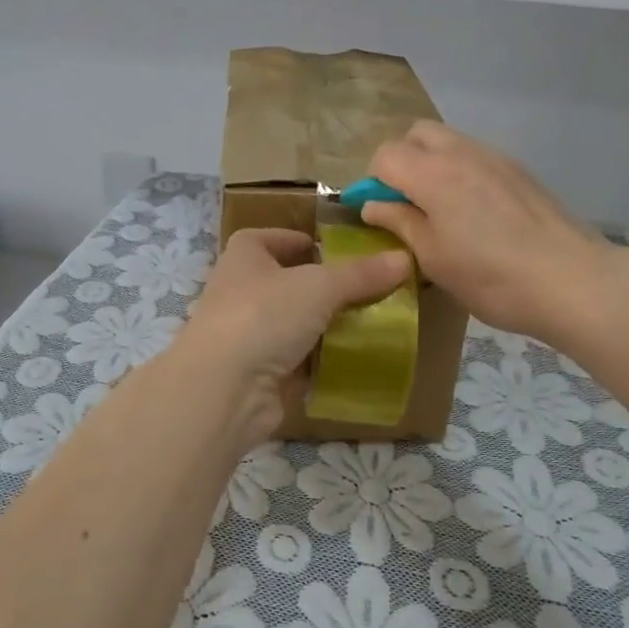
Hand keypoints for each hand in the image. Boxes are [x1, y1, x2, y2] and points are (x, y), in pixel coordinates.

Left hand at [179, 227, 411, 445]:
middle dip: (326, 287)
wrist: (224, 389)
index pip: (272, 238)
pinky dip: (323, 360)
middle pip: (289, 282)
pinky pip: (299, 359)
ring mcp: (249, 334)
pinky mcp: (260, 372)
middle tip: (370, 289)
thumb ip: (361, 274)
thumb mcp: (319, 286)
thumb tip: (404, 258)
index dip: (302, 241)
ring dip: (328, 325)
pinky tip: (357, 359)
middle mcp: (242, 291)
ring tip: (374, 322)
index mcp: (245, 256)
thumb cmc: (263, 316)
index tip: (339, 250)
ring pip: (296, 323)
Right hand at [363, 121, 612, 341]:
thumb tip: (373, 204)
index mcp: (433, 174)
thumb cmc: (492, 277)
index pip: (385, 154)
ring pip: (449, 141)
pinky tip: (475, 213)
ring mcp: (495, 157)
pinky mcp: (520, 170)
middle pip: (417, 134)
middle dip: (402, 160)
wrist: (574, 281)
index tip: (382, 213)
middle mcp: (462, 152)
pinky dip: (461, 171)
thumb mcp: (433, 258)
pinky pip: (476, 156)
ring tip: (442, 209)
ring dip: (432, 164)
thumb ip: (399, 222)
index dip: (374, 181)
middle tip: (408, 202)